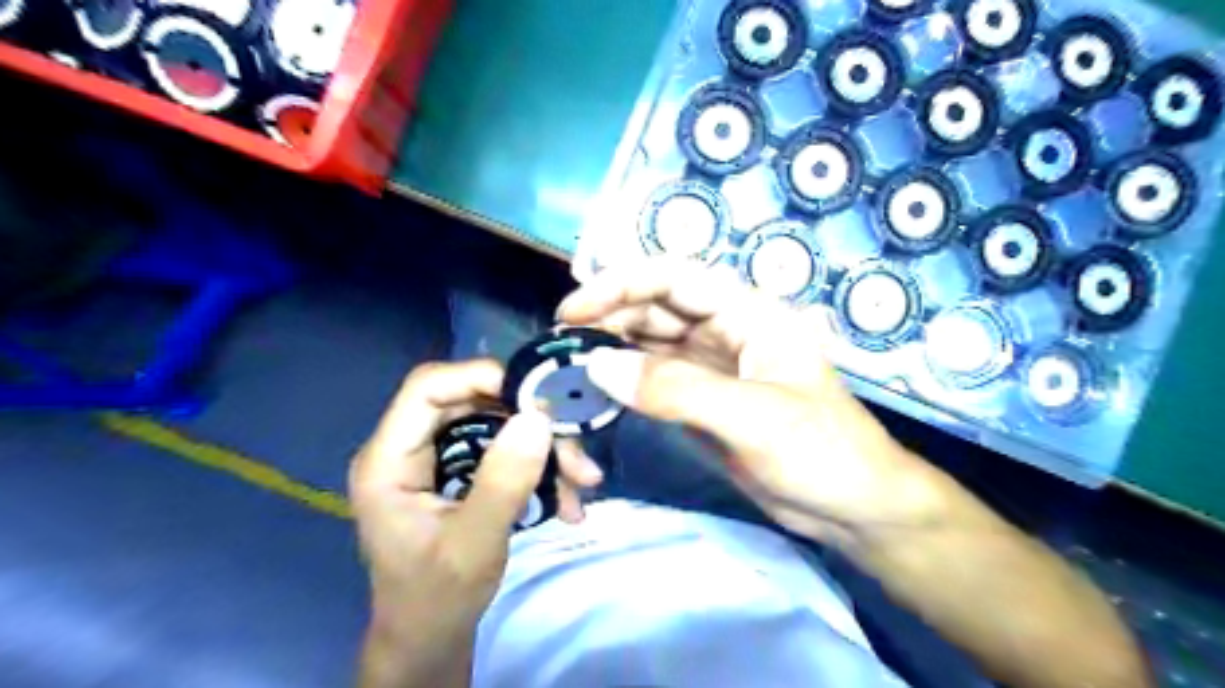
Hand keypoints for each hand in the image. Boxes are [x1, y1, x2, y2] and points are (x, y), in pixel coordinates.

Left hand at [347, 360, 601, 687]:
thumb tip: (538, 417)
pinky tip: (567, 500)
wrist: (432, 639)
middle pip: (473, 404)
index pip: (428, 389)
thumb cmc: (437, 598)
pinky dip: (539, 468)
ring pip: (497, 425)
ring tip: (582, 482)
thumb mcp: (473, 544)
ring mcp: (438, 459)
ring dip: (543, 449)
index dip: (480, 377)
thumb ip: (504, 481)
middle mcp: (411, 448)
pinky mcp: (462, 472)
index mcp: (389, 460)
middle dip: (528, 422)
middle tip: (573, 447)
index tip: (537, 397)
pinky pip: (505, 450)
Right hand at [559, 260, 940, 545]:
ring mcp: (711, 369)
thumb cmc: (821, 451)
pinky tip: (598, 394)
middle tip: (562, 349)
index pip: (673, 279)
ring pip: (650, 346)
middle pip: (655, 310)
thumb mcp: (752, 415)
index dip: (620, 285)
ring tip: (571, 372)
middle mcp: (724, 331)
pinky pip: (654, 383)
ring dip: (612, 353)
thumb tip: (599, 365)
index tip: (572, 312)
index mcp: (747, 313)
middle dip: (608, 321)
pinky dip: (625, 385)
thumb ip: (676, 389)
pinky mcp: (701, 404)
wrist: (852, 509)